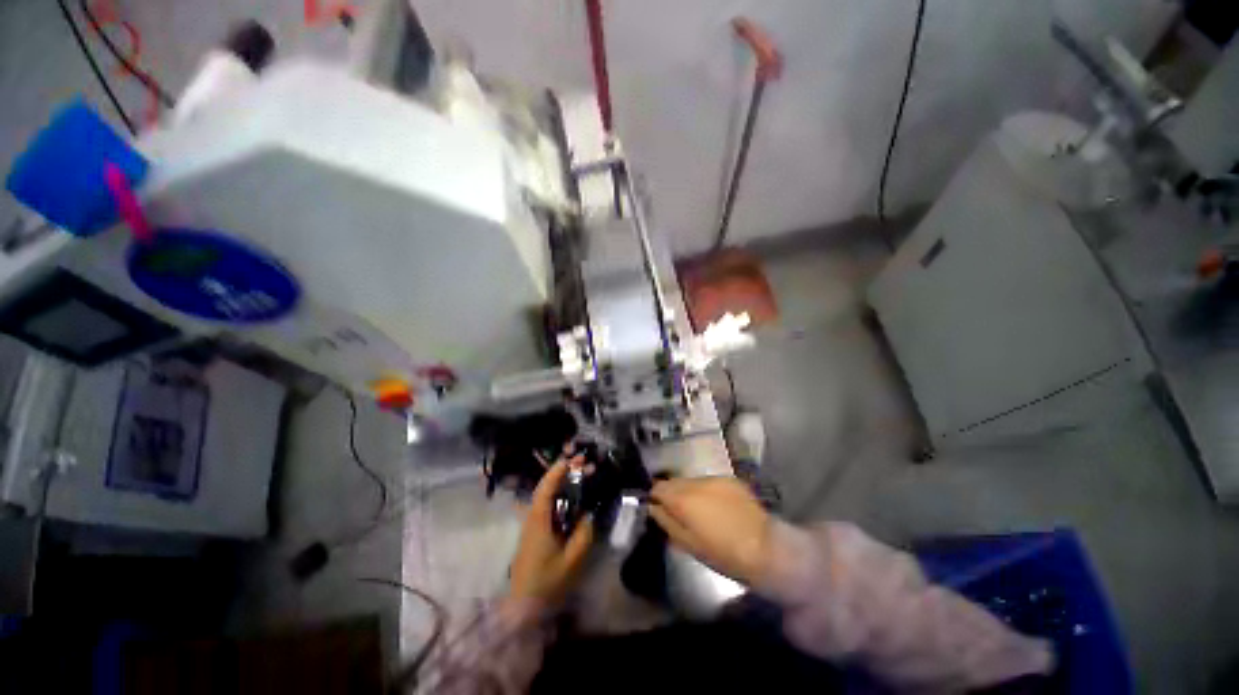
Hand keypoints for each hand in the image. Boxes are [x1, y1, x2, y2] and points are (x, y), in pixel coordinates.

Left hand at [508, 455, 594, 605]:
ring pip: (545, 496)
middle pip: (545, 488)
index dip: (558, 470)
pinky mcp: (533, 532)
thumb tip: (589, 514)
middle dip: (562, 472)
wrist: (522, 607)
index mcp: (538, 521)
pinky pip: (546, 506)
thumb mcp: (572, 560)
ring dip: (561, 482)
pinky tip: (570, 497)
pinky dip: (558, 495)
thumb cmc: (547, 583)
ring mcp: (531, 525)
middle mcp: (532, 518)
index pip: (546, 488)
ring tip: (580, 474)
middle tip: (583, 463)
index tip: (572, 458)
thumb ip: (584, 534)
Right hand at [649, 476, 772, 586]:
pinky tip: (718, 507)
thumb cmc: (722, 554)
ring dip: (690, 491)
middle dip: (673, 493)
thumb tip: (653, 507)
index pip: (658, 487)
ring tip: (700, 511)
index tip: (659, 510)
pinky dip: (708, 491)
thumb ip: (666, 521)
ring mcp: (715, 478)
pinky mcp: (731, 479)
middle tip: (680, 513)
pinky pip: (710, 482)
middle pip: (674, 481)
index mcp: (683, 498)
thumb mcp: (687, 544)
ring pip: (692, 480)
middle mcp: (696, 482)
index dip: (655, 498)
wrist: (765, 548)